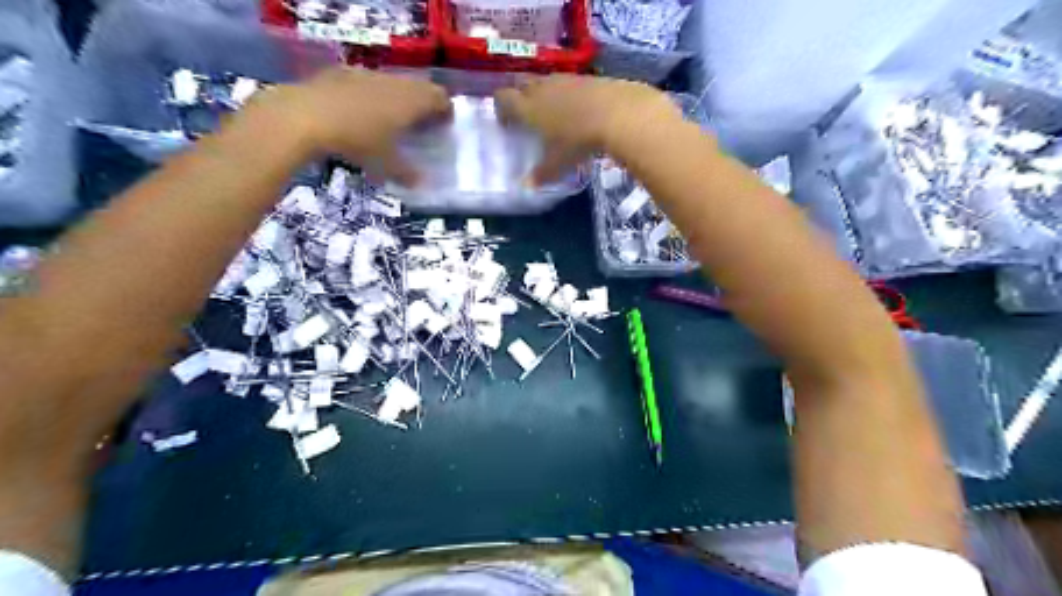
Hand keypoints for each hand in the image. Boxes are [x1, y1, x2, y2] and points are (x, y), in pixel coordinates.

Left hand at [264, 66, 451, 184]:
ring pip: (393, 83)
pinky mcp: (342, 73)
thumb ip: (406, 172)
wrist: (306, 116)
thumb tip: (420, 182)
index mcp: (412, 101)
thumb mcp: (386, 164)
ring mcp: (367, 74)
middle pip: (419, 87)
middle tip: (421, 124)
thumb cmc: (357, 141)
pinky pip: (368, 82)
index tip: (444, 125)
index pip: (440, 98)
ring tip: (391, 118)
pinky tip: (360, 112)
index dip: (445, 111)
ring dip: (398, 98)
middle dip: (423, 104)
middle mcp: (394, 83)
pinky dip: (372, 95)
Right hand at [497, 74, 679, 184]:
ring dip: (542, 93)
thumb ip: (541, 174)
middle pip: (520, 83)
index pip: (503, 98)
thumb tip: (527, 186)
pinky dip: (565, 92)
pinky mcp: (584, 77)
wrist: (617, 113)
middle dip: (519, 96)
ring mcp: (564, 79)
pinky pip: (566, 82)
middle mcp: (541, 88)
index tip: (506, 123)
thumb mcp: (558, 163)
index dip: (501, 108)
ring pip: (544, 81)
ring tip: (552, 113)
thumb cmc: (579, 141)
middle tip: (526, 115)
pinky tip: (577, 109)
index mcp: (528, 107)